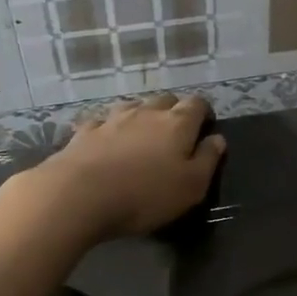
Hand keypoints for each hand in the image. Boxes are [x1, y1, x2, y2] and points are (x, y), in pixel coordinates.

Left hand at [31, 94, 224, 240]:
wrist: (78, 195)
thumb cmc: (145, 194)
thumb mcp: (191, 186)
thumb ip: (208, 159)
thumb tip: (218, 139)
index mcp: (177, 123)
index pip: (197, 104)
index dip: (204, 113)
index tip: (205, 128)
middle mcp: (146, 112)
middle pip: (165, 100)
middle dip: (173, 112)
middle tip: (174, 135)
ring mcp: (112, 118)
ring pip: (133, 106)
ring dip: (141, 117)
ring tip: (141, 137)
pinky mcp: (85, 131)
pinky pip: (102, 122)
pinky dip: (109, 128)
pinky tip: (106, 142)